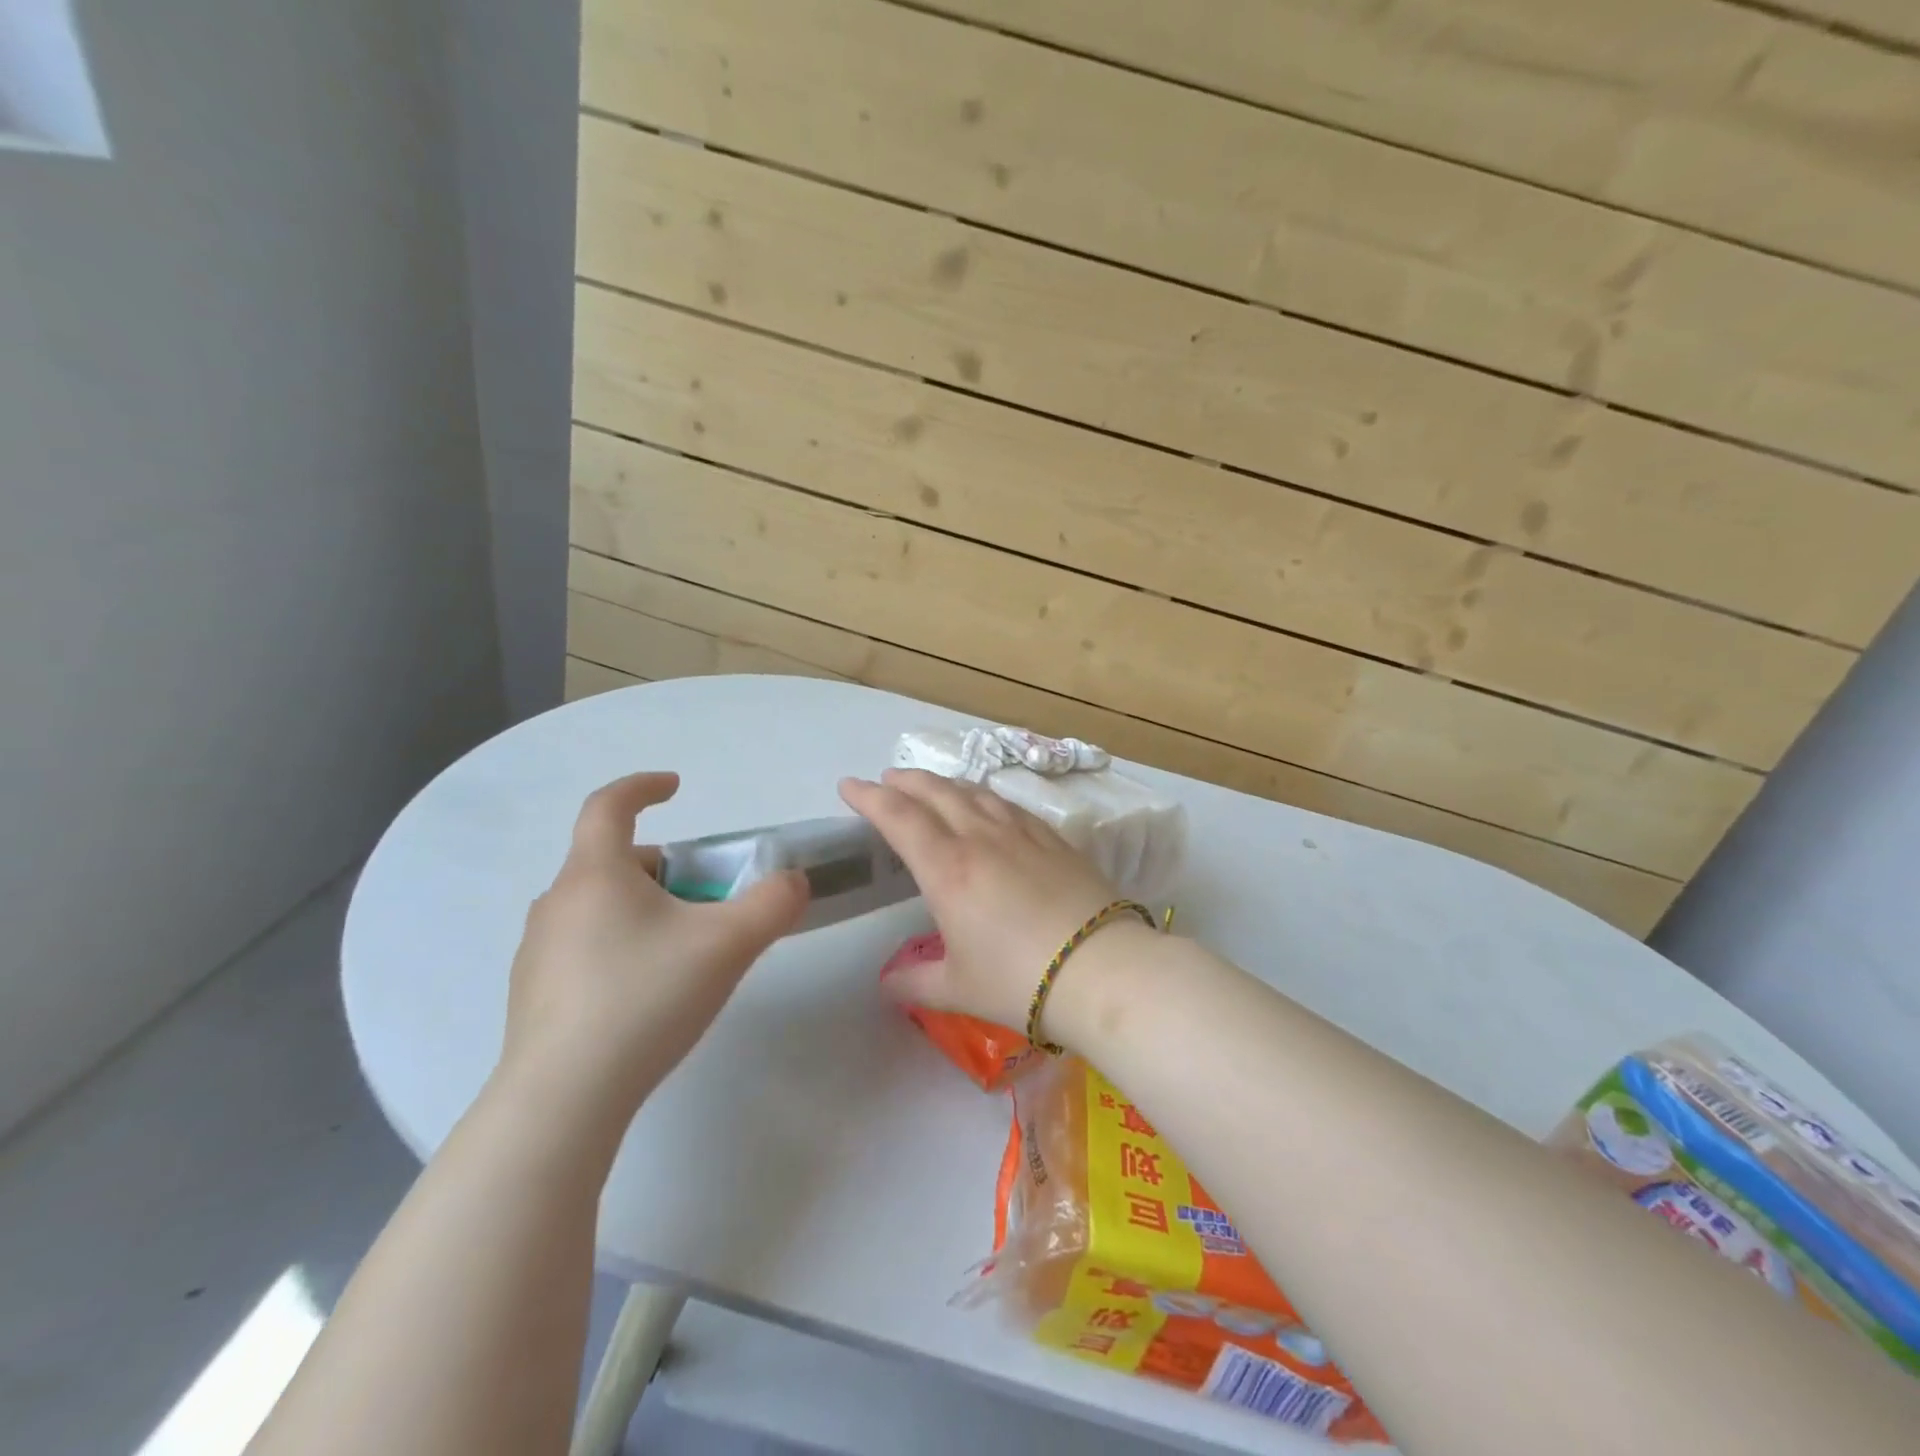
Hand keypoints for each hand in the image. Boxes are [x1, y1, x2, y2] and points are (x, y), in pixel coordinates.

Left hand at [498, 772, 808, 1127]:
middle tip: (706, 900)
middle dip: (666, 869)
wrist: (564, 1100)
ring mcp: (538, 951)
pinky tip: (647, 996)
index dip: (642, 786)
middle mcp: (557, 902)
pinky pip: (585, 947)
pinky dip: (621, 947)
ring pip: (600, 907)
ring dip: (644, 910)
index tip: (676, 788)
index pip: (608, 805)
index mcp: (595, 874)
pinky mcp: (534, 994)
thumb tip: (793, 881)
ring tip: (683, 953)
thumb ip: (774, 902)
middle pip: (614, 861)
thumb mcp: (729, 944)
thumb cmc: (646, 998)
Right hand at [839, 768, 1127, 1032]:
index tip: (850, 786)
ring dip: (945, 784)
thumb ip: (916, 982)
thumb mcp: (958, 988)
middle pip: (936, 793)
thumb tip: (888, 984)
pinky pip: (1009, 805)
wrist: (1102, 969)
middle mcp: (981, 839)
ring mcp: (1021, 834)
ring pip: (975, 793)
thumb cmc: (1020, 981)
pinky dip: (985, 796)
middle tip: (886, 779)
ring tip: (931, 786)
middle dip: (905, 781)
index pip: (899, 818)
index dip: (870, 797)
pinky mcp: (1054, 839)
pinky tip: (988, 804)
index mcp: (948, 869)